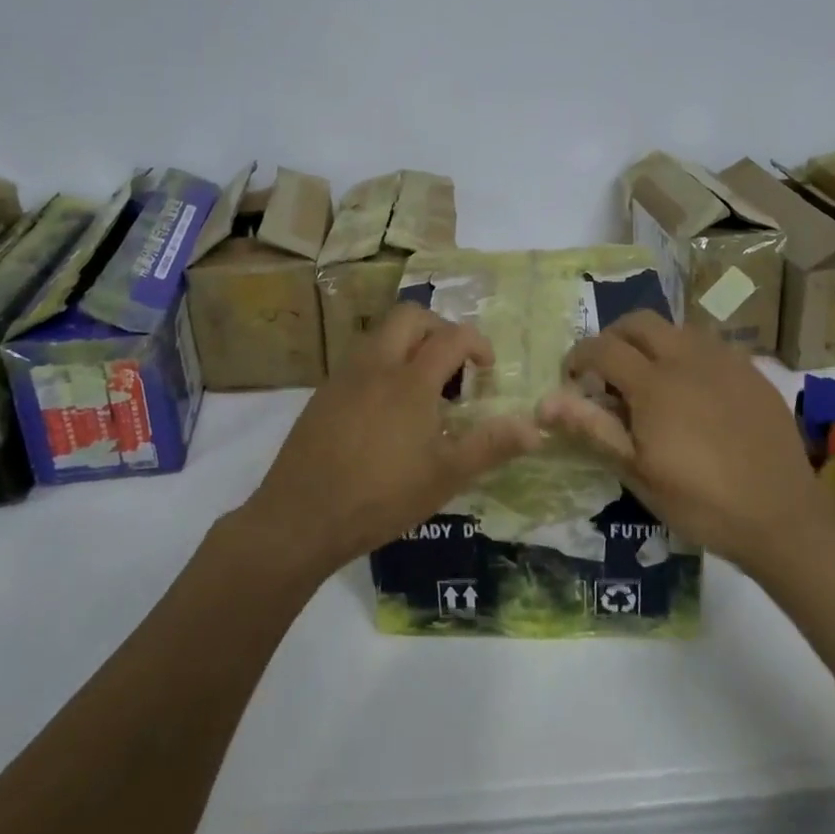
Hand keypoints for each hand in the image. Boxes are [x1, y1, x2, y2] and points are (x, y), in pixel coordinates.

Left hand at [235, 303, 539, 579]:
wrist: (299, 517)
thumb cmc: (380, 497)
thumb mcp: (444, 477)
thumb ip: (490, 447)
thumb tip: (535, 428)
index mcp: (410, 381)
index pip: (452, 337)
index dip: (477, 344)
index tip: (487, 368)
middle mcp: (377, 365)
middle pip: (410, 316)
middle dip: (438, 328)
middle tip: (453, 364)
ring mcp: (345, 376)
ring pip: (381, 334)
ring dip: (408, 344)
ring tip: (422, 389)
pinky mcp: (323, 393)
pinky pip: (360, 359)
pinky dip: (383, 365)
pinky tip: (385, 410)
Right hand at [537, 311, 823, 577]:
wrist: (783, 516)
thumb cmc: (701, 502)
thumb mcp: (638, 473)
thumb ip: (593, 429)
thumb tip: (545, 402)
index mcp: (654, 383)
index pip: (602, 347)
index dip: (579, 356)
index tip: (573, 378)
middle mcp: (687, 357)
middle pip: (638, 322)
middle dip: (614, 337)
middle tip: (609, 372)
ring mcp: (724, 360)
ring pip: (676, 327)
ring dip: (653, 343)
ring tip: (652, 379)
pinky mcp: (751, 370)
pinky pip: (710, 345)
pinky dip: (688, 355)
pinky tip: (695, 390)